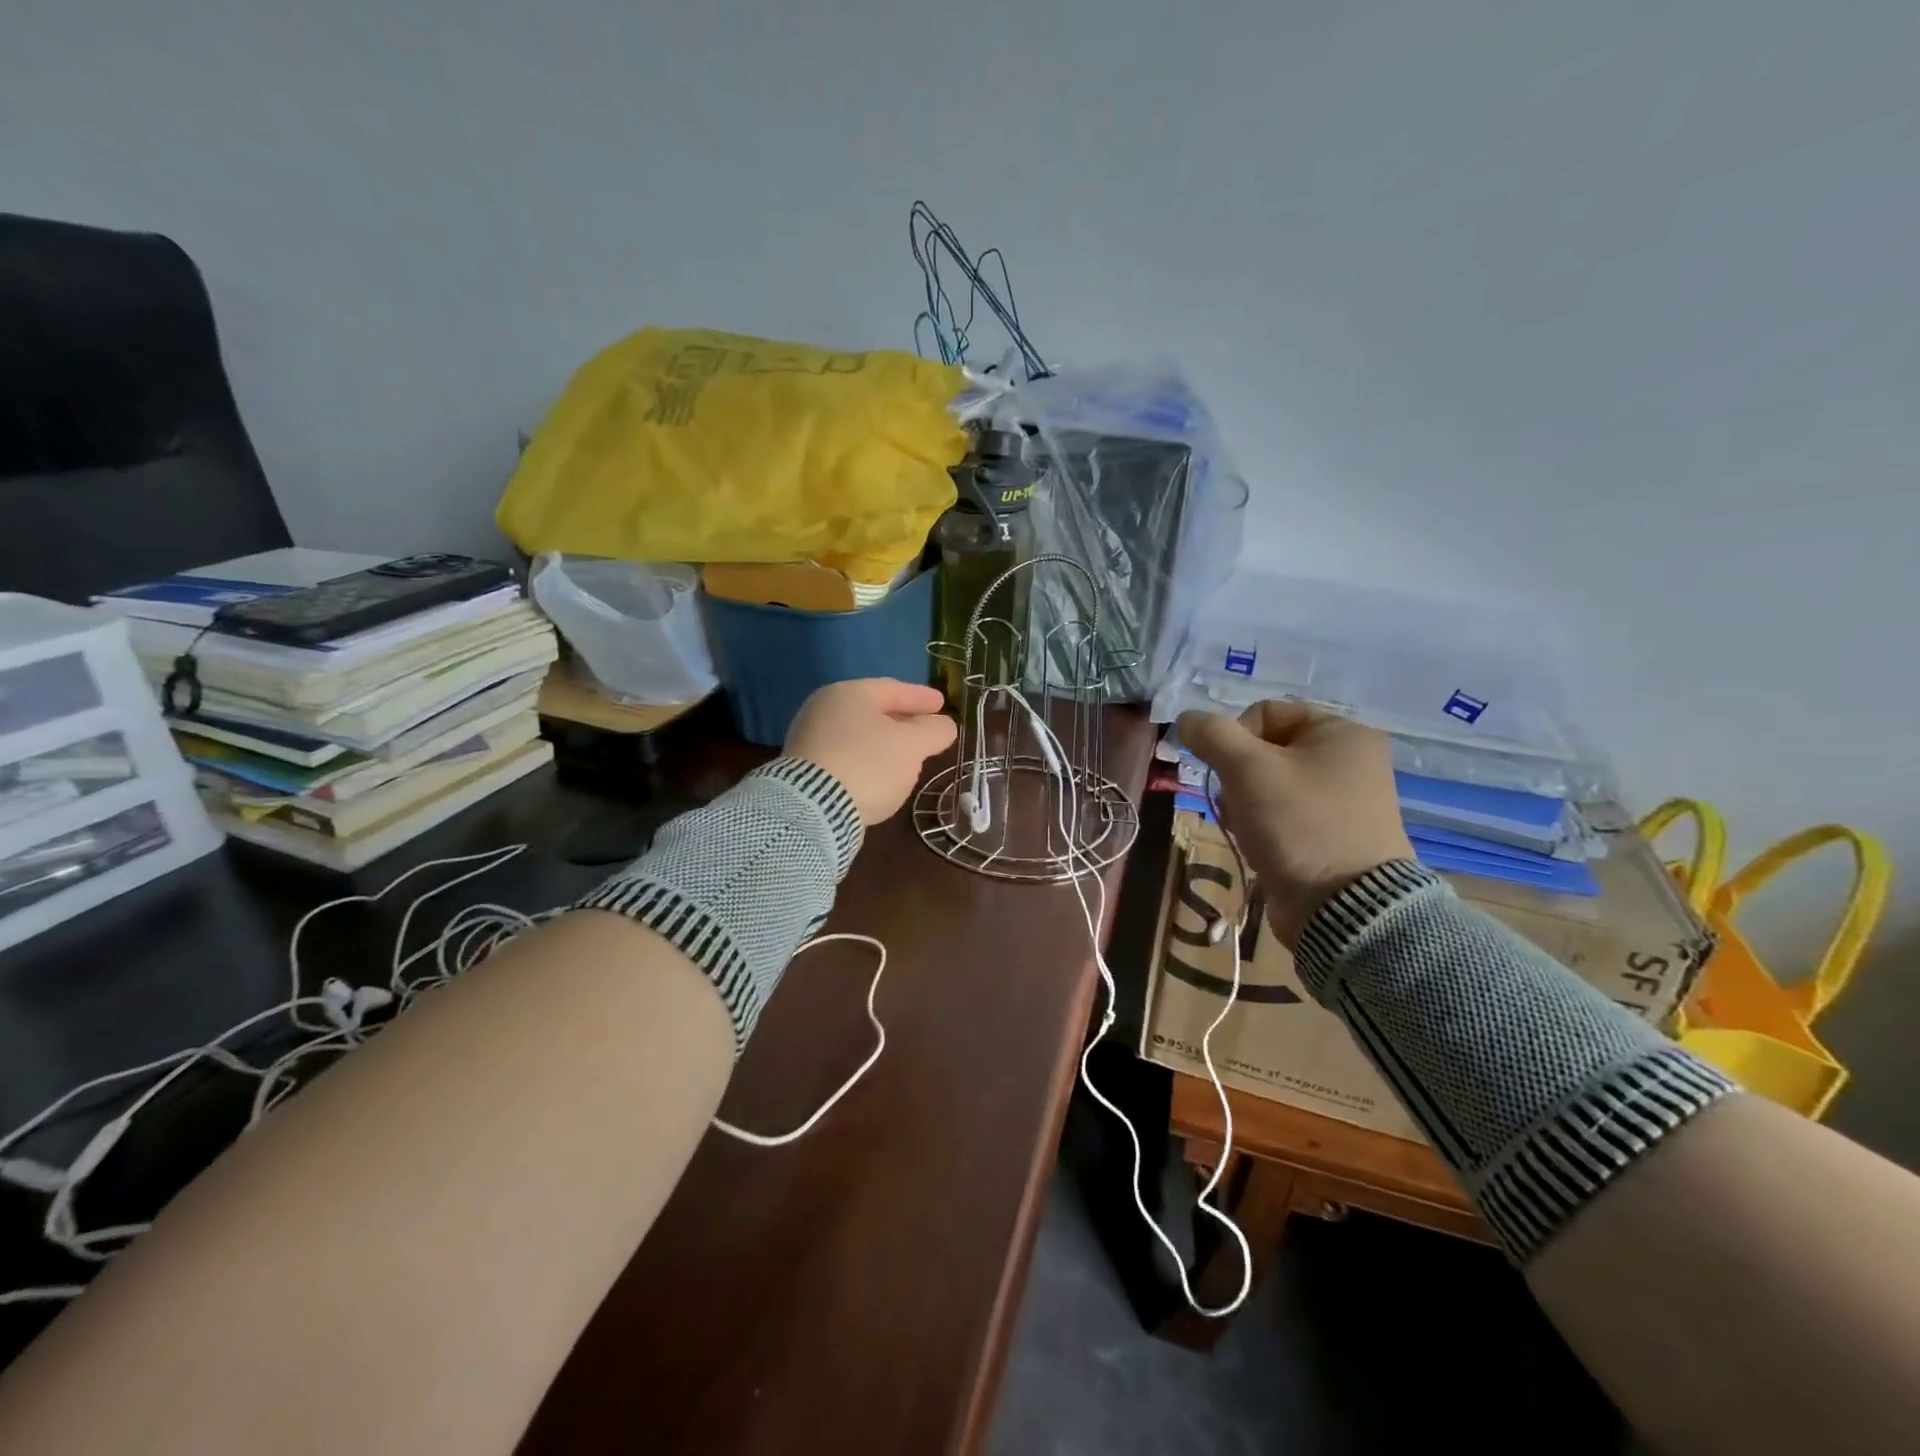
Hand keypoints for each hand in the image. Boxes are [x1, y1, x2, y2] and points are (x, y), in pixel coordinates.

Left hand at [785, 678, 958, 826]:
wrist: (813, 809)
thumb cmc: (869, 764)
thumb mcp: (912, 746)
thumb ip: (933, 731)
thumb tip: (944, 726)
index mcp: (849, 694)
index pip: (893, 689)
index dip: (920, 697)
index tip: (941, 703)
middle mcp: (824, 710)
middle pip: (873, 711)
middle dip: (902, 721)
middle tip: (926, 728)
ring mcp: (810, 740)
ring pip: (859, 736)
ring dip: (885, 743)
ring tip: (907, 755)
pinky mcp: (805, 771)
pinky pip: (846, 757)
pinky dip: (867, 761)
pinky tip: (880, 775)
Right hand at [1175, 701, 1412, 949]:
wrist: (1342, 909)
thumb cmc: (1299, 824)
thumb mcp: (1247, 769)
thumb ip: (1211, 734)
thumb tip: (1186, 719)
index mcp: (1342, 732)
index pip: (1265, 712)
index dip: (1234, 737)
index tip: (1227, 771)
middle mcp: (1348, 761)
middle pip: (1264, 750)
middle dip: (1236, 776)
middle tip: (1235, 803)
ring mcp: (1341, 801)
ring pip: (1266, 784)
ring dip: (1242, 802)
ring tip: (1244, 827)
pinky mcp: (1330, 835)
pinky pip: (1280, 814)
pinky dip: (1259, 824)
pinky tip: (1254, 843)